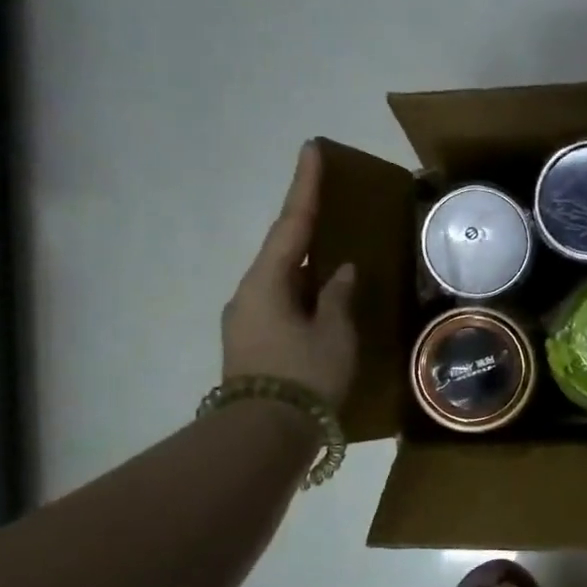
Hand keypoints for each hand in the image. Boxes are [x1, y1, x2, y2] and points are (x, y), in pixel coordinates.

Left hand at [221, 142, 357, 407]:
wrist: (264, 436)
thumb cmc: (305, 377)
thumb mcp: (334, 334)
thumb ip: (338, 297)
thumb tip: (339, 272)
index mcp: (267, 282)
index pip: (292, 224)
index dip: (305, 187)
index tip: (311, 149)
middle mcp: (250, 294)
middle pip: (282, 250)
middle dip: (307, 228)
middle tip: (332, 206)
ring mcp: (246, 320)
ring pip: (282, 280)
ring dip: (307, 267)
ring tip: (335, 259)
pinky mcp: (252, 344)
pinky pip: (281, 304)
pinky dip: (303, 294)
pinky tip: (323, 302)